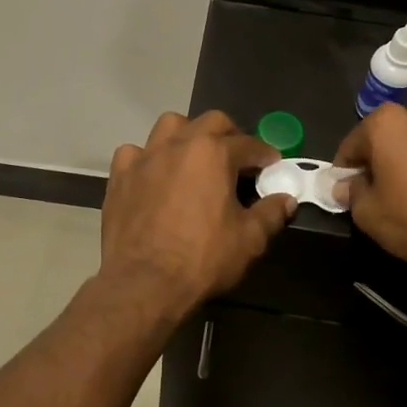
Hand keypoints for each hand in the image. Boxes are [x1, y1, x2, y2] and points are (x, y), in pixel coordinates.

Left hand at [100, 111, 295, 317]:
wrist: (144, 283)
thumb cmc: (202, 259)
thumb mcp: (249, 240)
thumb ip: (271, 213)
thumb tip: (286, 199)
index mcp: (213, 153)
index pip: (248, 144)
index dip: (264, 155)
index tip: (272, 166)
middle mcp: (179, 143)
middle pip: (211, 122)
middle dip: (229, 135)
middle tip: (237, 160)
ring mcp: (145, 157)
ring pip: (169, 126)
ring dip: (187, 136)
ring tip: (194, 159)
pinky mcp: (120, 175)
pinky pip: (135, 152)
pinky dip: (147, 158)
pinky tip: (153, 176)